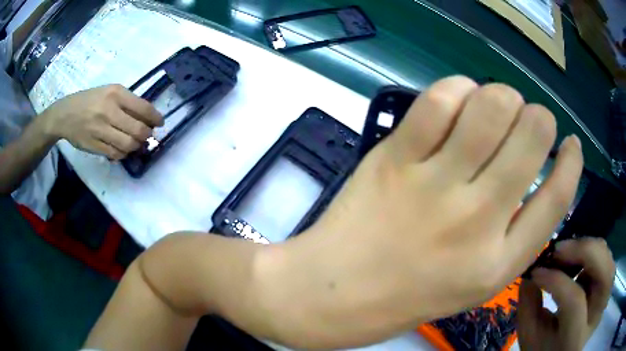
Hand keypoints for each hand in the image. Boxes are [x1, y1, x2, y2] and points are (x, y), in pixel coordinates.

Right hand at [41, 84, 161, 159]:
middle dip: (147, 135)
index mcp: (115, 93)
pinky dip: (124, 153)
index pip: (143, 108)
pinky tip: (123, 148)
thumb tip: (148, 117)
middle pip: (138, 130)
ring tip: (137, 143)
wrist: (65, 114)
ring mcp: (100, 130)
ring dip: (136, 146)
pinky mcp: (94, 146)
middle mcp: (109, 111)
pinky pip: (115, 154)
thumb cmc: (90, 100)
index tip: (160, 123)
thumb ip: (127, 102)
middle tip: (148, 135)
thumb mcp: (109, 92)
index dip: (156, 118)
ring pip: (128, 145)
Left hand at [256, 76, 583, 347]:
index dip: (572, 162)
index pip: (558, 199)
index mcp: (498, 265)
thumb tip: (533, 177)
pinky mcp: (394, 159)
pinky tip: (458, 100)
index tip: (572, 144)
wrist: (331, 295)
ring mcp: (434, 186)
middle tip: (528, 119)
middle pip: (533, 135)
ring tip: (496, 106)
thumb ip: (510, 238)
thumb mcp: (470, 286)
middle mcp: (477, 220)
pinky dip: (458, 89)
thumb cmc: (402, 299)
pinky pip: (439, 101)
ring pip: (492, 106)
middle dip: (539, 116)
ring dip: (503, 96)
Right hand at [517, 238, 614, 350]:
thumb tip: (530, 273)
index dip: (555, 281)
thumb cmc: (546, 350)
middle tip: (555, 251)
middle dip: (580, 250)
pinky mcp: (608, 282)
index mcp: (577, 338)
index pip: (574, 300)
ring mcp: (606, 294)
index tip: (535, 272)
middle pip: (601, 267)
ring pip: (604, 254)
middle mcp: (598, 312)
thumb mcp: (531, 338)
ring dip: (584, 249)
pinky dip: (588, 253)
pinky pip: (603, 255)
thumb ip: (528, 308)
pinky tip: (575, 264)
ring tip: (563, 257)